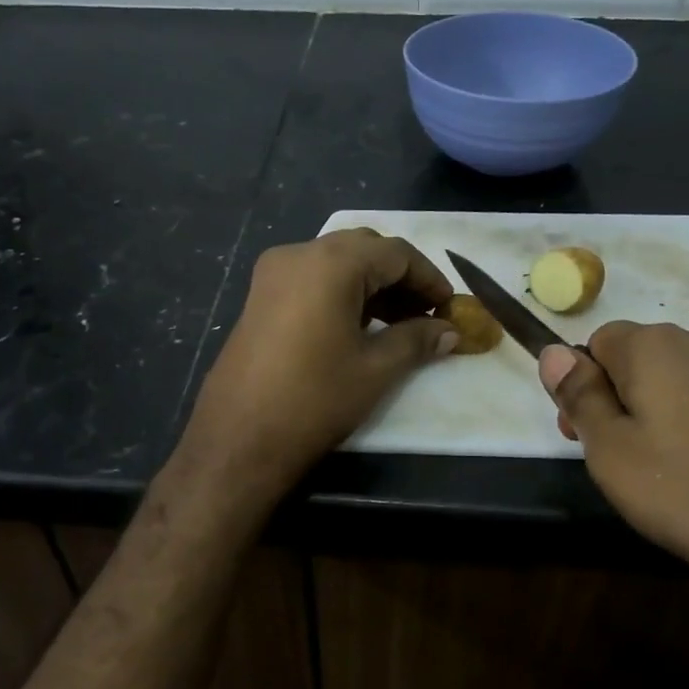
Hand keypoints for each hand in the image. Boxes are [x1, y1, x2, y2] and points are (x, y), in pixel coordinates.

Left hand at [180, 230, 456, 498]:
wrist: (239, 439)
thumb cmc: (314, 400)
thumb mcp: (375, 370)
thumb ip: (416, 340)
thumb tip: (450, 331)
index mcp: (330, 263)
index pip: (395, 253)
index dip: (429, 278)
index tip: (450, 308)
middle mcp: (298, 254)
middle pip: (363, 249)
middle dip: (400, 277)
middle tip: (425, 314)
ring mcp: (272, 274)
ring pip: (335, 262)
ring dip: (371, 284)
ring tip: (398, 323)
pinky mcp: (259, 297)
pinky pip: (311, 279)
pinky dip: (341, 292)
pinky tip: (358, 326)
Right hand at [539, 323, 688, 609]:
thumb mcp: (613, 454)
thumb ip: (580, 398)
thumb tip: (553, 352)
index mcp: (656, 348)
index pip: (599, 341)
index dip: (586, 386)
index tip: (590, 437)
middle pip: (648, 360)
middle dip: (629, 400)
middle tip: (633, 464)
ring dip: (676, 414)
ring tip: (687, 477)